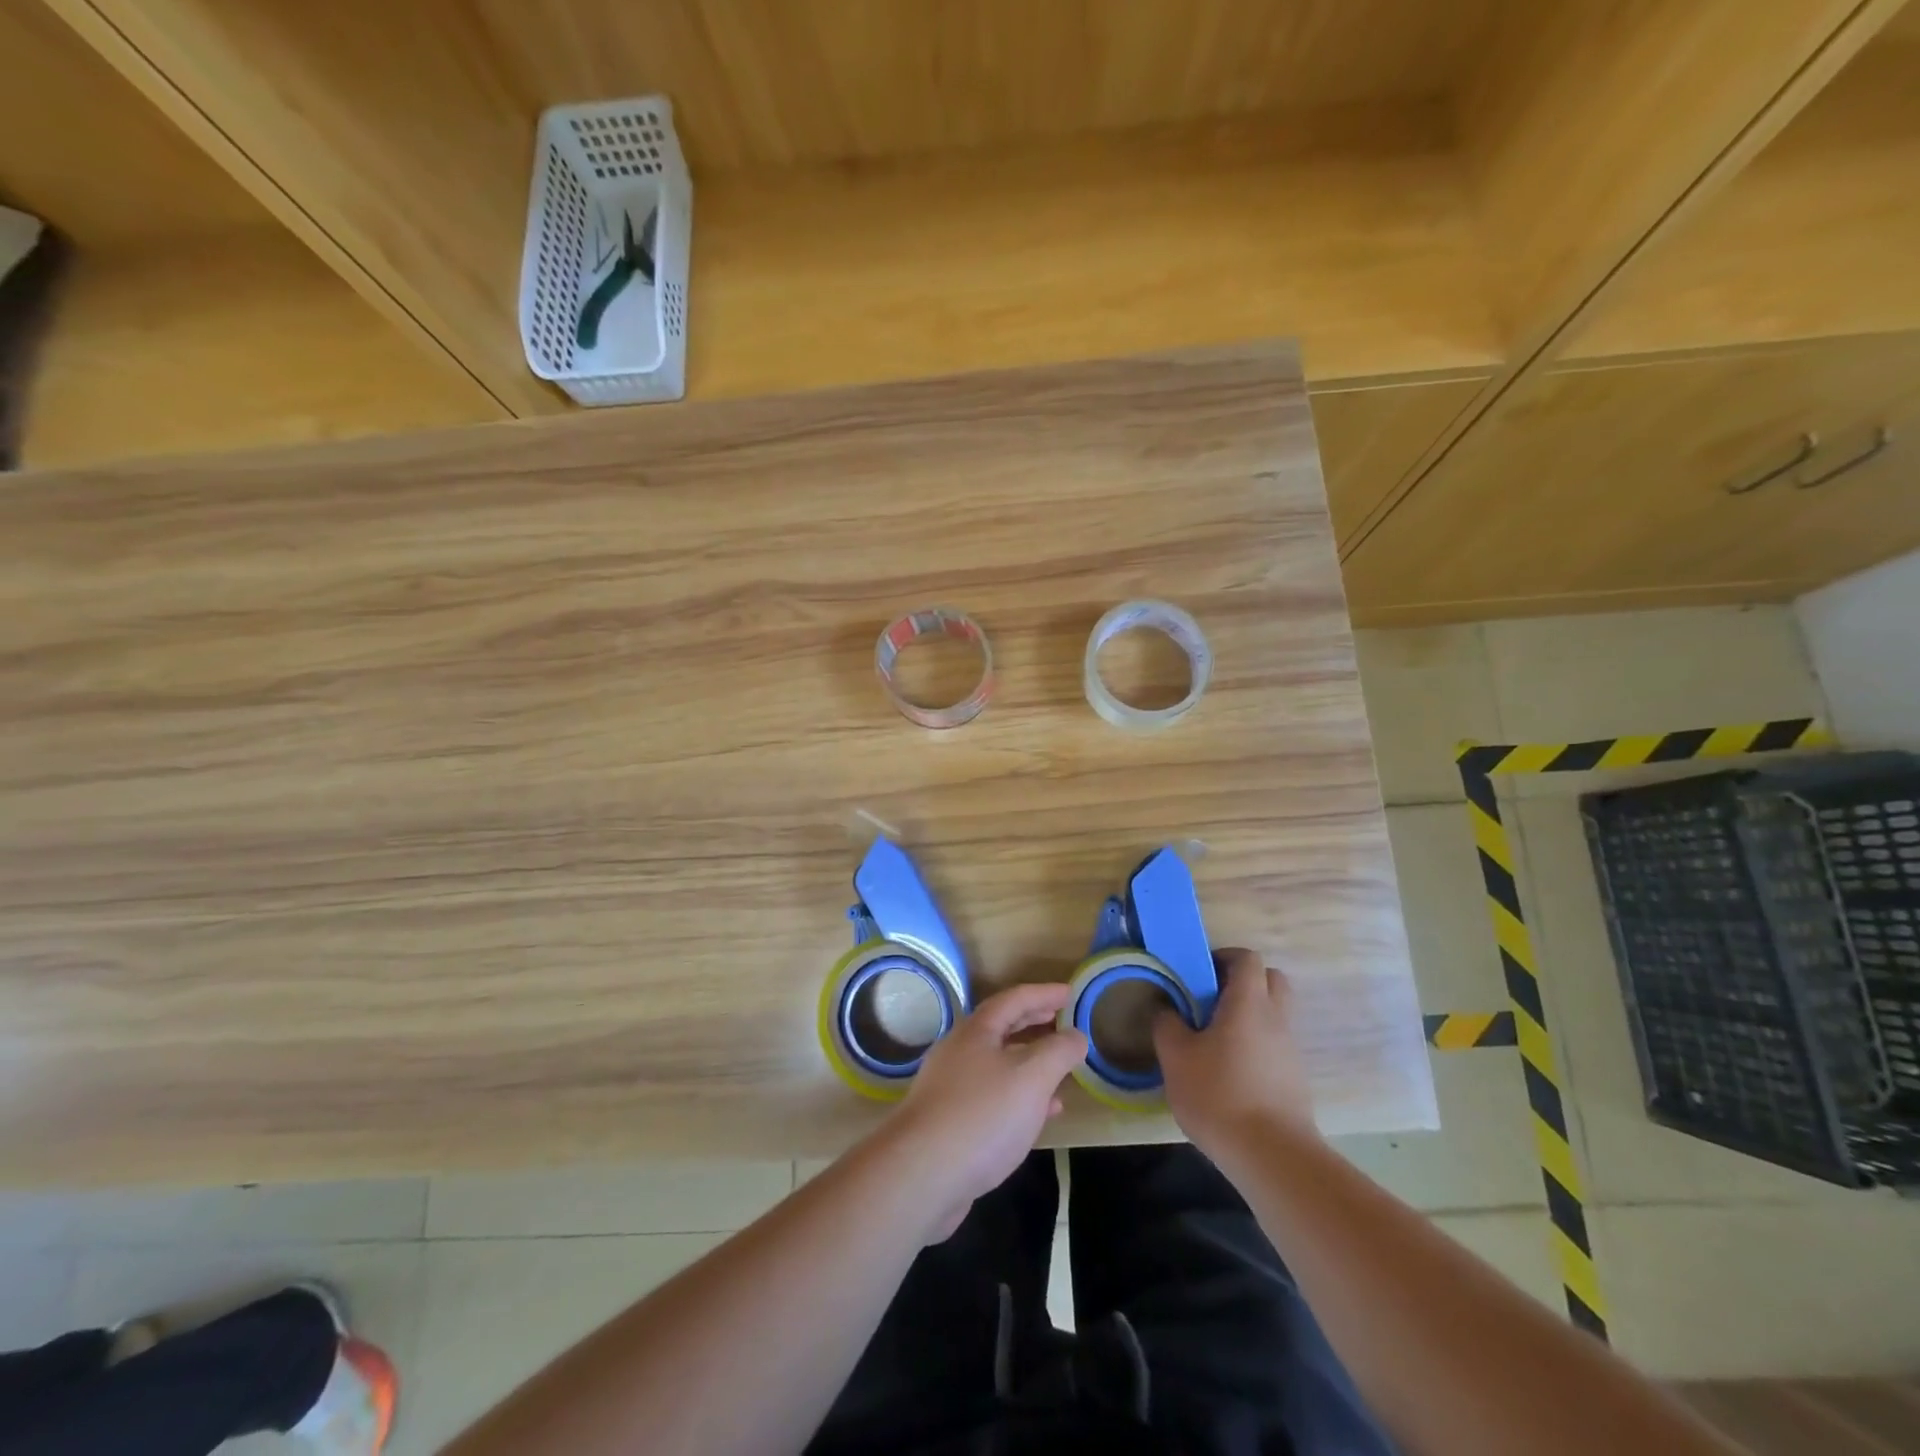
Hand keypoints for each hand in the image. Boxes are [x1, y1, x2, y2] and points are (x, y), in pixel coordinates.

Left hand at [884, 983, 1086, 1240]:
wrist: (922, 1174)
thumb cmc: (982, 1115)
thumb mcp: (1031, 1077)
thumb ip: (1058, 1052)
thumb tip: (1076, 1035)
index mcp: (976, 1031)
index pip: (1014, 999)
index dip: (1044, 993)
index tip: (1071, 992)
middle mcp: (960, 1051)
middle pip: (1002, 1027)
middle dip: (1034, 1022)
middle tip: (1062, 1019)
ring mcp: (951, 1086)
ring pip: (998, 1063)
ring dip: (1030, 1061)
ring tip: (1060, 1069)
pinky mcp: (950, 1121)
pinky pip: (993, 1096)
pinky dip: (1020, 1096)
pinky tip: (1040, 1115)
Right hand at [1153, 948, 1316, 1157]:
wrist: (1272, 1157)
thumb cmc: (1219, 1095)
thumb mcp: (1176, 1057)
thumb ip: (1167, 1025)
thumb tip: (1166, 1009)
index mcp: (1248, 1003)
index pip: (1247, 958)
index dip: (1223, 957)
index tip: (1199, 973)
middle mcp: (1276, 1019)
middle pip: (1270, 980)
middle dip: (1243, 981)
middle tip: (1211, 999)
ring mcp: (1290, 1050)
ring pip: (1275, 1014)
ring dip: (1249, 1015)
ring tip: (1216, 1040)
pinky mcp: (1295, 1079)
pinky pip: (1276, 1045)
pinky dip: (1257, 1045)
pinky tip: (1231, 1072)